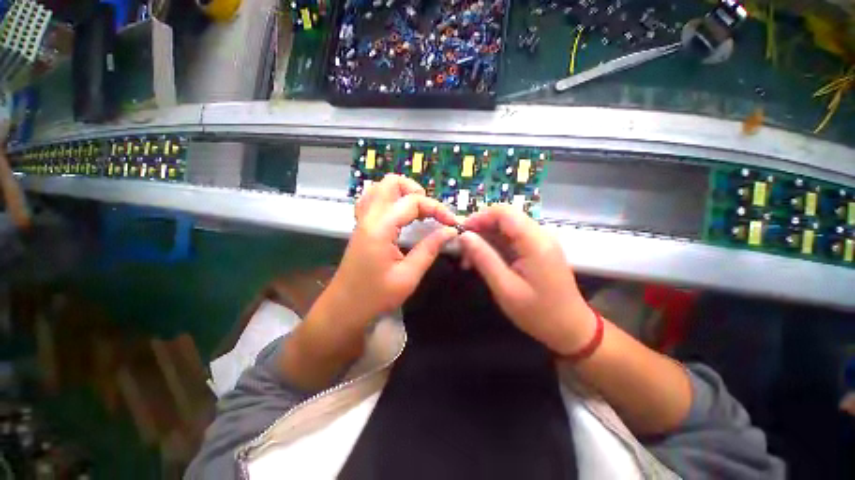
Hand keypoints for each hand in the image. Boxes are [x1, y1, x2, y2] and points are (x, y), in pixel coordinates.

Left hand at [320, 174, 458, 333]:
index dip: (437, 208)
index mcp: (380, 228)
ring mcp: (362, 220)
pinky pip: (372, 200)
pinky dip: (389, 200)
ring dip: (402, 193)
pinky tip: (399, 215)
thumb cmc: (375, 297)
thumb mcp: (408, 276)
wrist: (344, 309)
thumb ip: (430, 249)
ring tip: (417, 211)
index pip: (412, 202)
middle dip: (416, 191)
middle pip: (391, 183)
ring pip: (379, 188)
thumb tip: (450, 231)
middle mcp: (368, 217)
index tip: (452, 223)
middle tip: (430, 212)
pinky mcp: (361, 226)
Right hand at [459, 205, 593, 354]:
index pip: (504, 212)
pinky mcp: (537, 248)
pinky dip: (494, 246)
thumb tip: (464, 236)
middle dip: (480, 230)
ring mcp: (540, 241)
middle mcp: (540, 234)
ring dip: (485, 239)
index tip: (461, 233)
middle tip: (463, 251)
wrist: (570, 328)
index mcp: (535, 242)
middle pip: (504, 218)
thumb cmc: (537, 313)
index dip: (479, 217)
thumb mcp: (505, 288)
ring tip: (469, 260)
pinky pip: (511, 239)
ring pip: (505, 228)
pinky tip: (483, 261)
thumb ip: (484, 258)